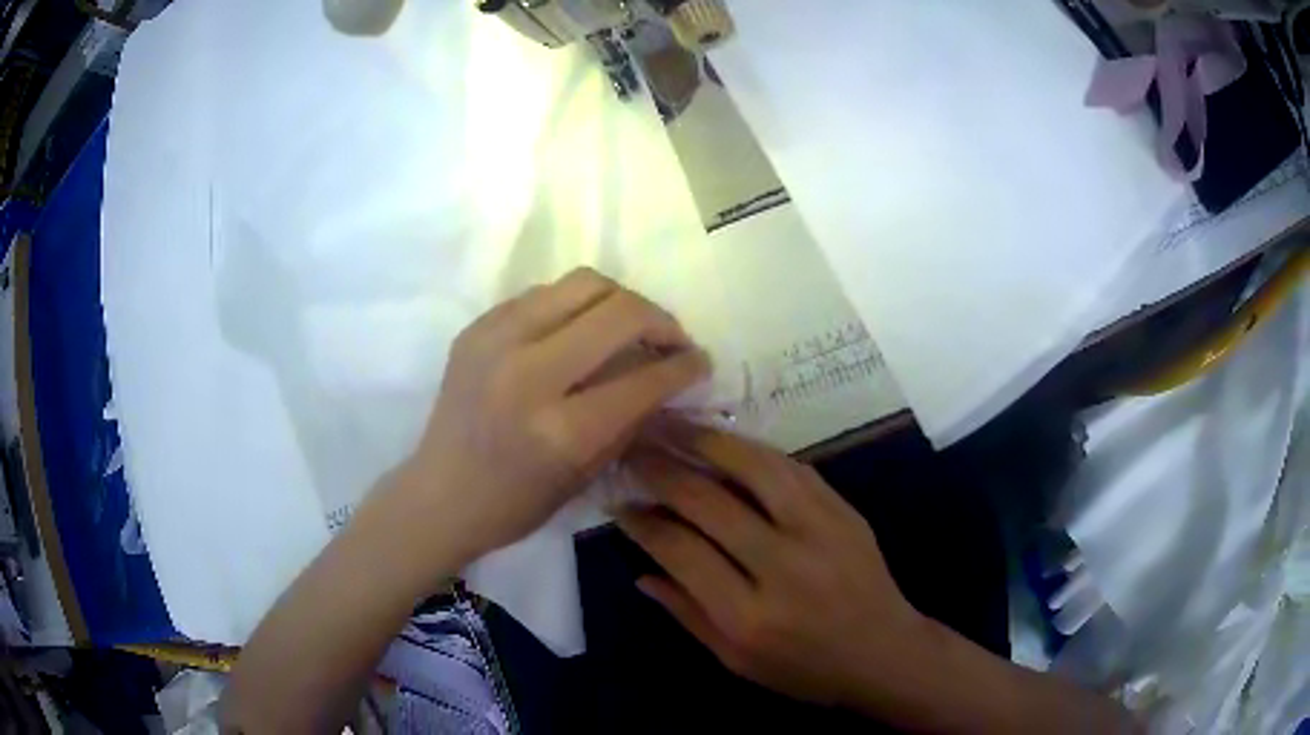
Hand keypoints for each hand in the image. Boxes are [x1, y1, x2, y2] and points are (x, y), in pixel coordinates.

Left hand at [396, 268, 709, 564]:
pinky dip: (575, 307)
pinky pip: (544, 294)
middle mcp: (528, 374)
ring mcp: (496, 341)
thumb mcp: (585, 475)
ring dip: (621, 301)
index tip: (700, 363)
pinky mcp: (477, 326)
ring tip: (629, 326)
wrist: (439, 493)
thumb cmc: (515, 504)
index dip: (685, 366)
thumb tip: (668, 378)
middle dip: (662, 321)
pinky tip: (578, 332)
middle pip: (619, 312)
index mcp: (560, 430)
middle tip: (671, 340)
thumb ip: (631, 420)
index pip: (644, 378)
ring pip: (583, 283)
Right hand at [616, 422, 925, 709]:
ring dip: (704, 440)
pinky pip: (790, 467)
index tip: (619, 503)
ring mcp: (819, 531)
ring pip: (753, 468)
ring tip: (669, 423)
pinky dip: (750, 450)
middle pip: (709, 502)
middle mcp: (781, 566)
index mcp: (747, 616)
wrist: (884, 652)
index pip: (680, 551)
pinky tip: (724, 440)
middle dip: (661, 470)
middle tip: (631, 450)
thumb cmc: (804, 669)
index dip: (643, 522)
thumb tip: (640, 570)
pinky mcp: (842, 511)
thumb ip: (686, 613)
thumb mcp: (735, 661)